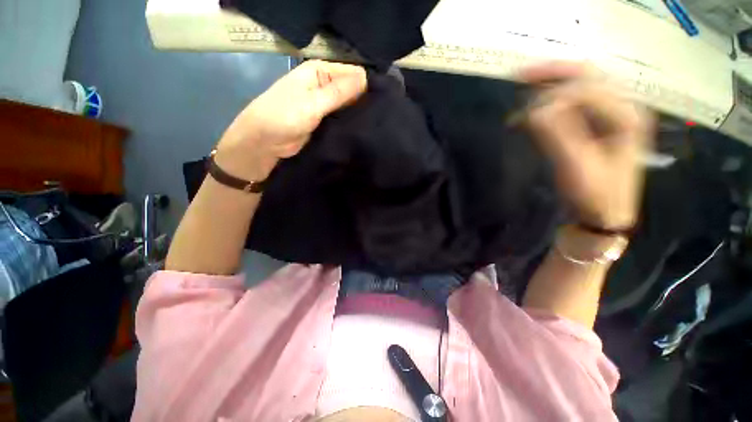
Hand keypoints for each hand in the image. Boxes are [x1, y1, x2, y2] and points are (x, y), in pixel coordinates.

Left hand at [215, 60, 366, 180]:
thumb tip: (366, 79)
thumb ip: (338, 92)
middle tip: (379, 116)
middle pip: (351, 89)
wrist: (265, 142)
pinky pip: (342, 119)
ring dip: (358, 113)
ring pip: (348, 106)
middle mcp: (324, 85)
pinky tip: (362, 129)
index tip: (381, 102)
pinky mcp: (325, 121)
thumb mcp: (312, 103)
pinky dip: (350, 123)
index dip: (366, 86)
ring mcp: (325, 104)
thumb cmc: (283, 117)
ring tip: (374, 124)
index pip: (352, 73)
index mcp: (319, 72)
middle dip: (363, 101)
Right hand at [520, 62, 653, 229]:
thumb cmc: (595, 194)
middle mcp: (623, 107)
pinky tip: (536, 108)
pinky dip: (552, 101)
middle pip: (587, 75)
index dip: (554, 95)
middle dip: (553, 73)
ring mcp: (611, 114)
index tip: (525, 114)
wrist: (603, 215)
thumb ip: (558, 133)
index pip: (587, 88)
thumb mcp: (576, 166)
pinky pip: (574, 102)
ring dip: (551, 85)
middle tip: (520, 75)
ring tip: (524, 90)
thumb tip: (535, 109)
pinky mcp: (597, 124)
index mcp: (626, 115)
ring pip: (579, 86)